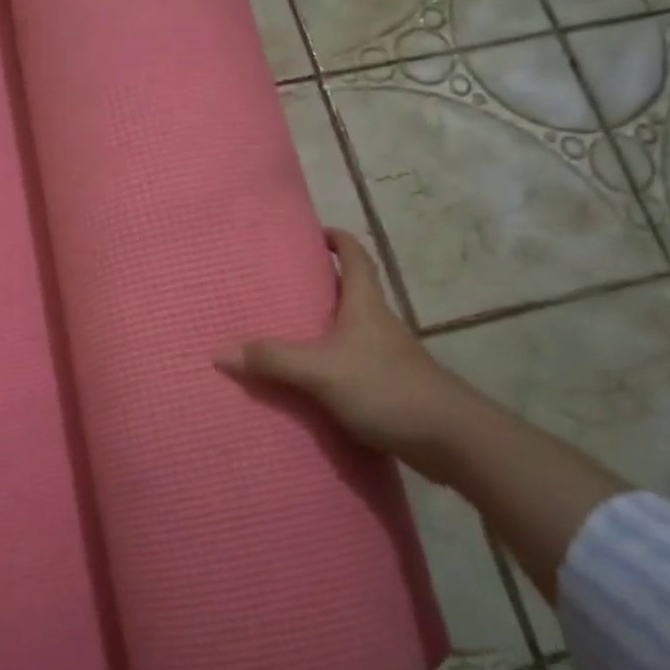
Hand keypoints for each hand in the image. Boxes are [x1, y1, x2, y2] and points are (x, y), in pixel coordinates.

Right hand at [215, 229, 471, 456]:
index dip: (337, 239)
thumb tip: (219, 352)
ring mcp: (387, 356)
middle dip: (320, 284)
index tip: (314, 232)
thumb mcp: (321, 371)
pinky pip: (352, 363)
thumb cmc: (386, 388)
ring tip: (285, 331)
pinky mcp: (390, 386)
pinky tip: (310, 381)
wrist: (450, 437)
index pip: (355, 257)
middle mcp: (378, 323)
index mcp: (365, 305)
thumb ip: (272, 360)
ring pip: (350, 330)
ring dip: (323, 326)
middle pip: (350, 291)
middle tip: (280, 285)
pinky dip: (330, 363)